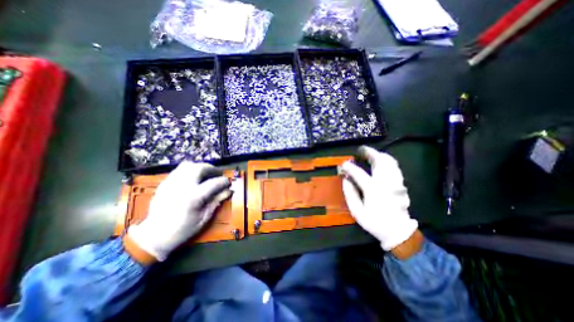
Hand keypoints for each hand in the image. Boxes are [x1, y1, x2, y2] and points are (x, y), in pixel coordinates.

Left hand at [127, 163, 230, 262]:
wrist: (153, 236)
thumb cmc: (182, 229)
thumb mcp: (204, 218)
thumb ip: (216, 201)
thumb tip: (228, 191)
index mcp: (193, 197)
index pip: (214, 183)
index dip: (224, 181)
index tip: (228, 183)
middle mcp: (182, 186)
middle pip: (200, 168)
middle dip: (212, 169)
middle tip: (217, 174)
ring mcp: (171, 183)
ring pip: (188, 165)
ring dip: (200, 167)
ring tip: (206, 174)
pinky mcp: (165, 183)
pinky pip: (179, 170)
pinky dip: (189, 170)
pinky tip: (193, 178)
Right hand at [338, 147, 419, 251]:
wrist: (398, 231)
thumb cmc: (374, 222)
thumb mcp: (357, 211)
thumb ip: (350, 193)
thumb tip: (345, 179)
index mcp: (373, 189)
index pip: (358, 173)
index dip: (349, 167)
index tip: (343, 164)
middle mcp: (385, 182)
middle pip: (379, 161)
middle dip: (369, 153)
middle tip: (360, 150)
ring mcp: (395, 182)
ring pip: (389, 162)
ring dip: (379, 155)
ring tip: (370, 153)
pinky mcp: (400, 184)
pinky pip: (394, 167)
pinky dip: (387, 161)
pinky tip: (381, 161)